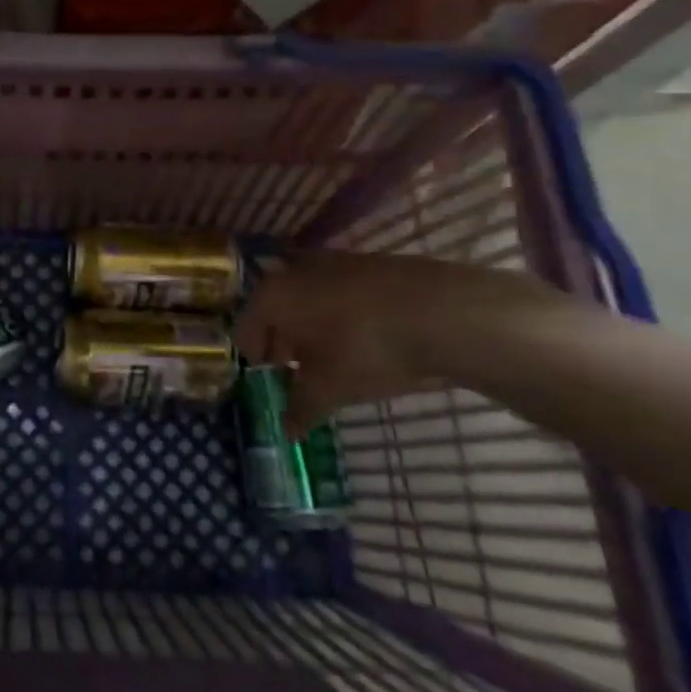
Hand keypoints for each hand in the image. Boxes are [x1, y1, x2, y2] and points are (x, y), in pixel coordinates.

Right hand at [232, 251, 563, 429]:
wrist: (445, 313)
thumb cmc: (367, 350)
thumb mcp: (330, 390)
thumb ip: (301, 409)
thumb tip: (287, 431)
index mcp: (271, 296)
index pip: (245, 330)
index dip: (255, 360)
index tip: (271, 381)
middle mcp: (292, 269)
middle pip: (274, 309)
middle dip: (282, 340)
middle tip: (298, 370)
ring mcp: (331, 261)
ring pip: (306, 297)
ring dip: (310, 324)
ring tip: (332, 356)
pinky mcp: (366, 261)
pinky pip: (337, 291)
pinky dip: (339, 312)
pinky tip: (363, 337)